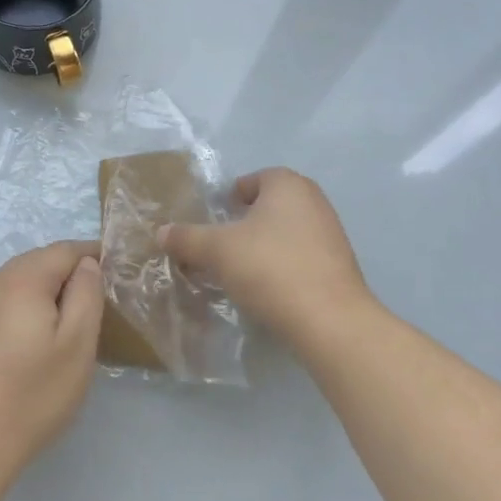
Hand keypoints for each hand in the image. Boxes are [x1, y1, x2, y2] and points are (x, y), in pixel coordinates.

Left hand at [0, 241, 103, 478]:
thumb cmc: (31, 394)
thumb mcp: (77, 344)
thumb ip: (86, 294)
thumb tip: (86, 264)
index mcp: (22, 278)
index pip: (64, 250)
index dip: (92, 255)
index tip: (114, 271)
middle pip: (38, 262)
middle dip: (67, 274)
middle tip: (94, 302)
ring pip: (17, 282)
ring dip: (43, 292)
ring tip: (65, 323)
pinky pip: (0, 302)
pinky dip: (21, 308)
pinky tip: (29, 340)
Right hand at [159, 168, 368, 344]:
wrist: (329, 320)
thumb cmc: (269, 268)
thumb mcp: (216, 251)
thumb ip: (187, 238)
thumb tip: (161, 232)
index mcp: (287, 184)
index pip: (252, 181)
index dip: (229, 200)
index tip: (213, 223)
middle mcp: (313, 200)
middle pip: (268, 206)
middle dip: (244, 225)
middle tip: (220, 248)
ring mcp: (331, 233)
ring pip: (285, 233)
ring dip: (263, 247)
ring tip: (240, 273)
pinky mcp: (339, 265)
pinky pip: (301, 257)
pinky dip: (282, 266)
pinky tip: (268, 290)